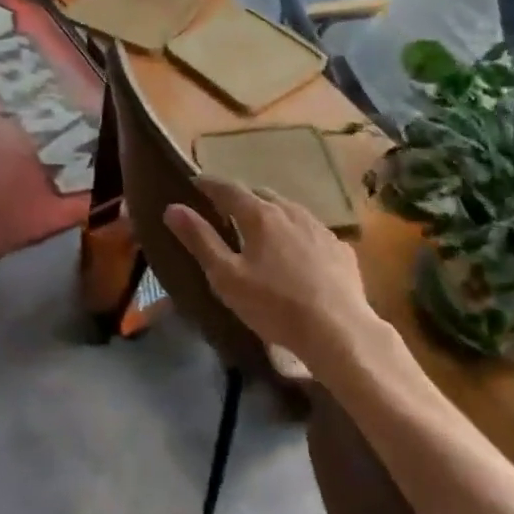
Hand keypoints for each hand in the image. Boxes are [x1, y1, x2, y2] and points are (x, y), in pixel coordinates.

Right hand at [163, 177, 379, 375]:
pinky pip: (311, 232)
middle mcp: (291, 212)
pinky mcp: (341, 249)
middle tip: (226, 212)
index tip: (194, 182)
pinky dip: (297, 235)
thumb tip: (173, 208)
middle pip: (261, 195)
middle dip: (241, 198)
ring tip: (261, 232)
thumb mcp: (227, 277)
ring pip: (289, 211)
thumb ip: (200, 240)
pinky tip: (297, 256)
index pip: (228, 189)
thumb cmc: (275, 305)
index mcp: (260, 215)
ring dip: (271, 214)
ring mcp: (320, 228)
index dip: (209, 184)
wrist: (339, 331)